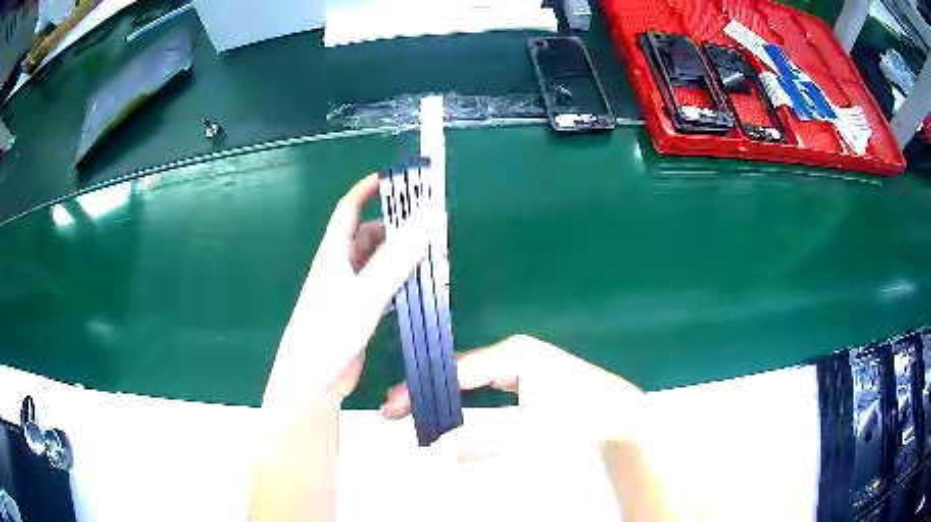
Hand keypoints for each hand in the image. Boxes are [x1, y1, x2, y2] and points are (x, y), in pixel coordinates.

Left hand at [263, 173, 429, 411]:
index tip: (392, 179)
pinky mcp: (356, 313)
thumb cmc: (331, 331)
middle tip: (427, 226)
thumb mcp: (367, 291)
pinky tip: (417, 287)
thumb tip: (430, 213)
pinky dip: (397, 280)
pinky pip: (379, 287)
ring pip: (375, 262)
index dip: (366, 190)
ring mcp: (347, 292)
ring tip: (430, 255)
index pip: (348, 210)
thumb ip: (399, 255)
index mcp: (334, 254)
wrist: (313, 381)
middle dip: (393, 226)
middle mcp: (339, 268)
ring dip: (398, 255)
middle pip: (366, 235)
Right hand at [380, 334, 644, 455]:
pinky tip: (448, 412)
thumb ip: (480, 441)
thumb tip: (436, 449)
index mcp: (513, 355)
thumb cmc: (579, 420)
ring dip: (442, 396)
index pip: (454, 370)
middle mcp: (512, 352)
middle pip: (457, 370)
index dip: (420, 390)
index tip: (391, 408)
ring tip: (414, 414)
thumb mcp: (529, 435)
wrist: (618, 415)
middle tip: (395, 413)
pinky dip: (462, 399)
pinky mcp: (524, 375)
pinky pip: (483, 385)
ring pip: (469, 378)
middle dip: (426, 392)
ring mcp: (519, 362)